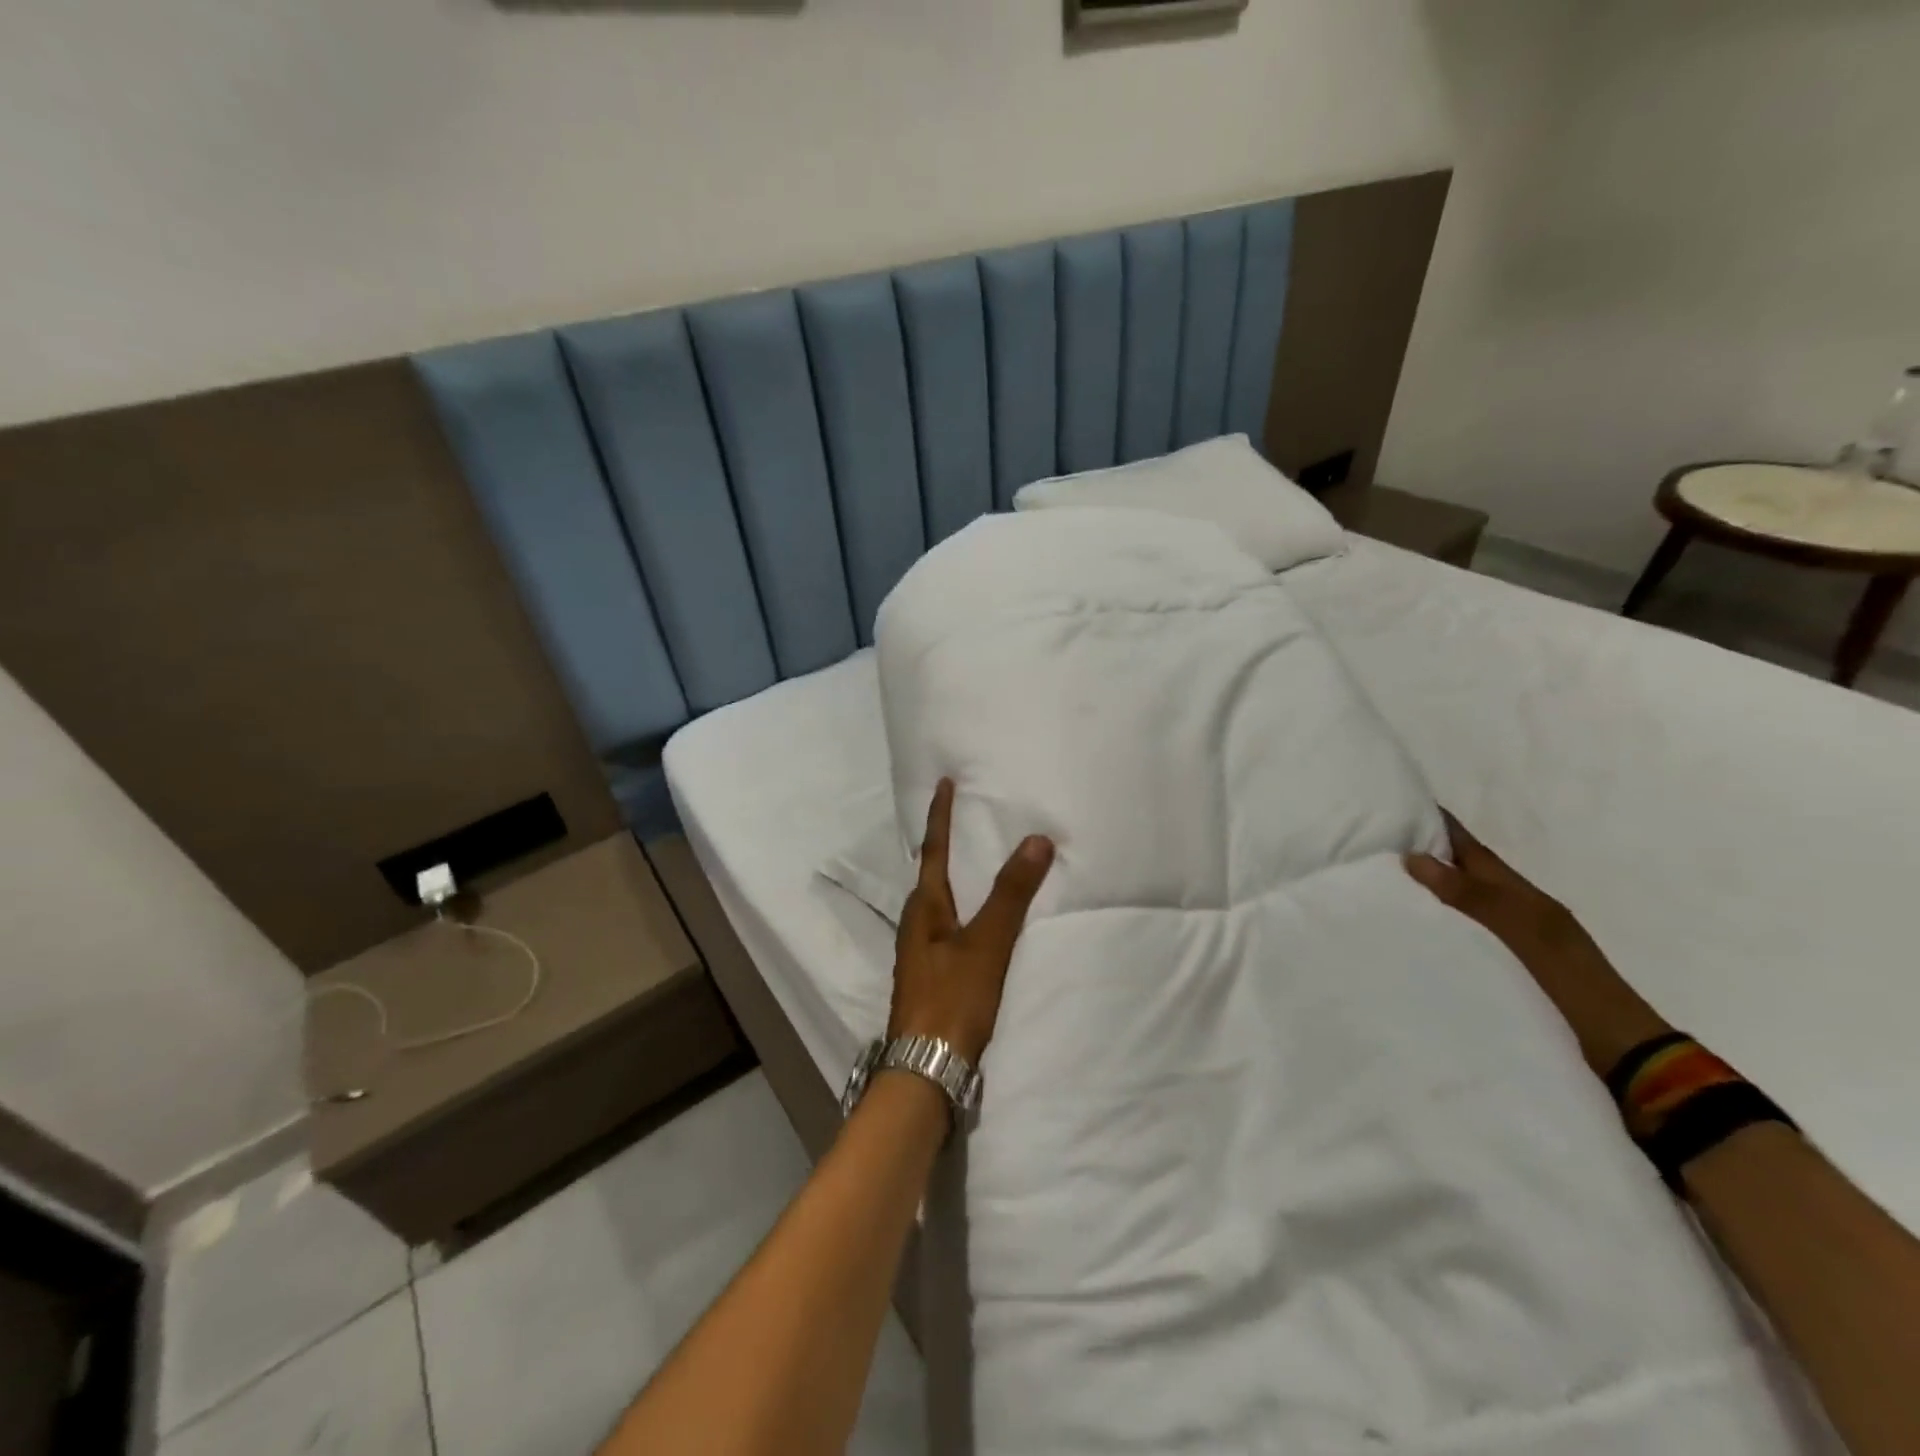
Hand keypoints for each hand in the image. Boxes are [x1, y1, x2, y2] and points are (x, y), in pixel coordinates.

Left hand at [889, 778, 1054, 1064]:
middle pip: (931, 875)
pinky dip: (964, 911)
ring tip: (978, 864)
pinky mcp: (932, 978)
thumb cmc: (952, 999)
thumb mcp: (987, 944)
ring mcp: (922, 953)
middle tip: (967, 820)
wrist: (926, 1070)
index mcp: (924, 909)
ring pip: (939, 904)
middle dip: (946, 846)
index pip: (933, 850)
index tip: (944, 783)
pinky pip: (949, 929)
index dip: (940, 815)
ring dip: (956, 879)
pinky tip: (980, 922)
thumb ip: (1011, 894)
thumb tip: (1036, 838)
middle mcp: (916, 925)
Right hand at [1405, 811, 1670, 1076]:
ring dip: (1431, 886)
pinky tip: (1416, 926)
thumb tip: (1412, 856)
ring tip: (1385, 879)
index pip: (1473, 851)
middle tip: (1379, 840)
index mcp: (1524, 896)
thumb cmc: (1571, 983)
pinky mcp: (1508, 966)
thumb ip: (1473, 896)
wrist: (1621, 1050)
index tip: (1404, 803)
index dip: (1443, 827)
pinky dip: (1440, 919)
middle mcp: (1519, 910)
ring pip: (1464, 900)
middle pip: (1469, 872)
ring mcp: (1516, 939)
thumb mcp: (1524, 933)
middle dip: (1430, 852)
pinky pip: (1465, 930)